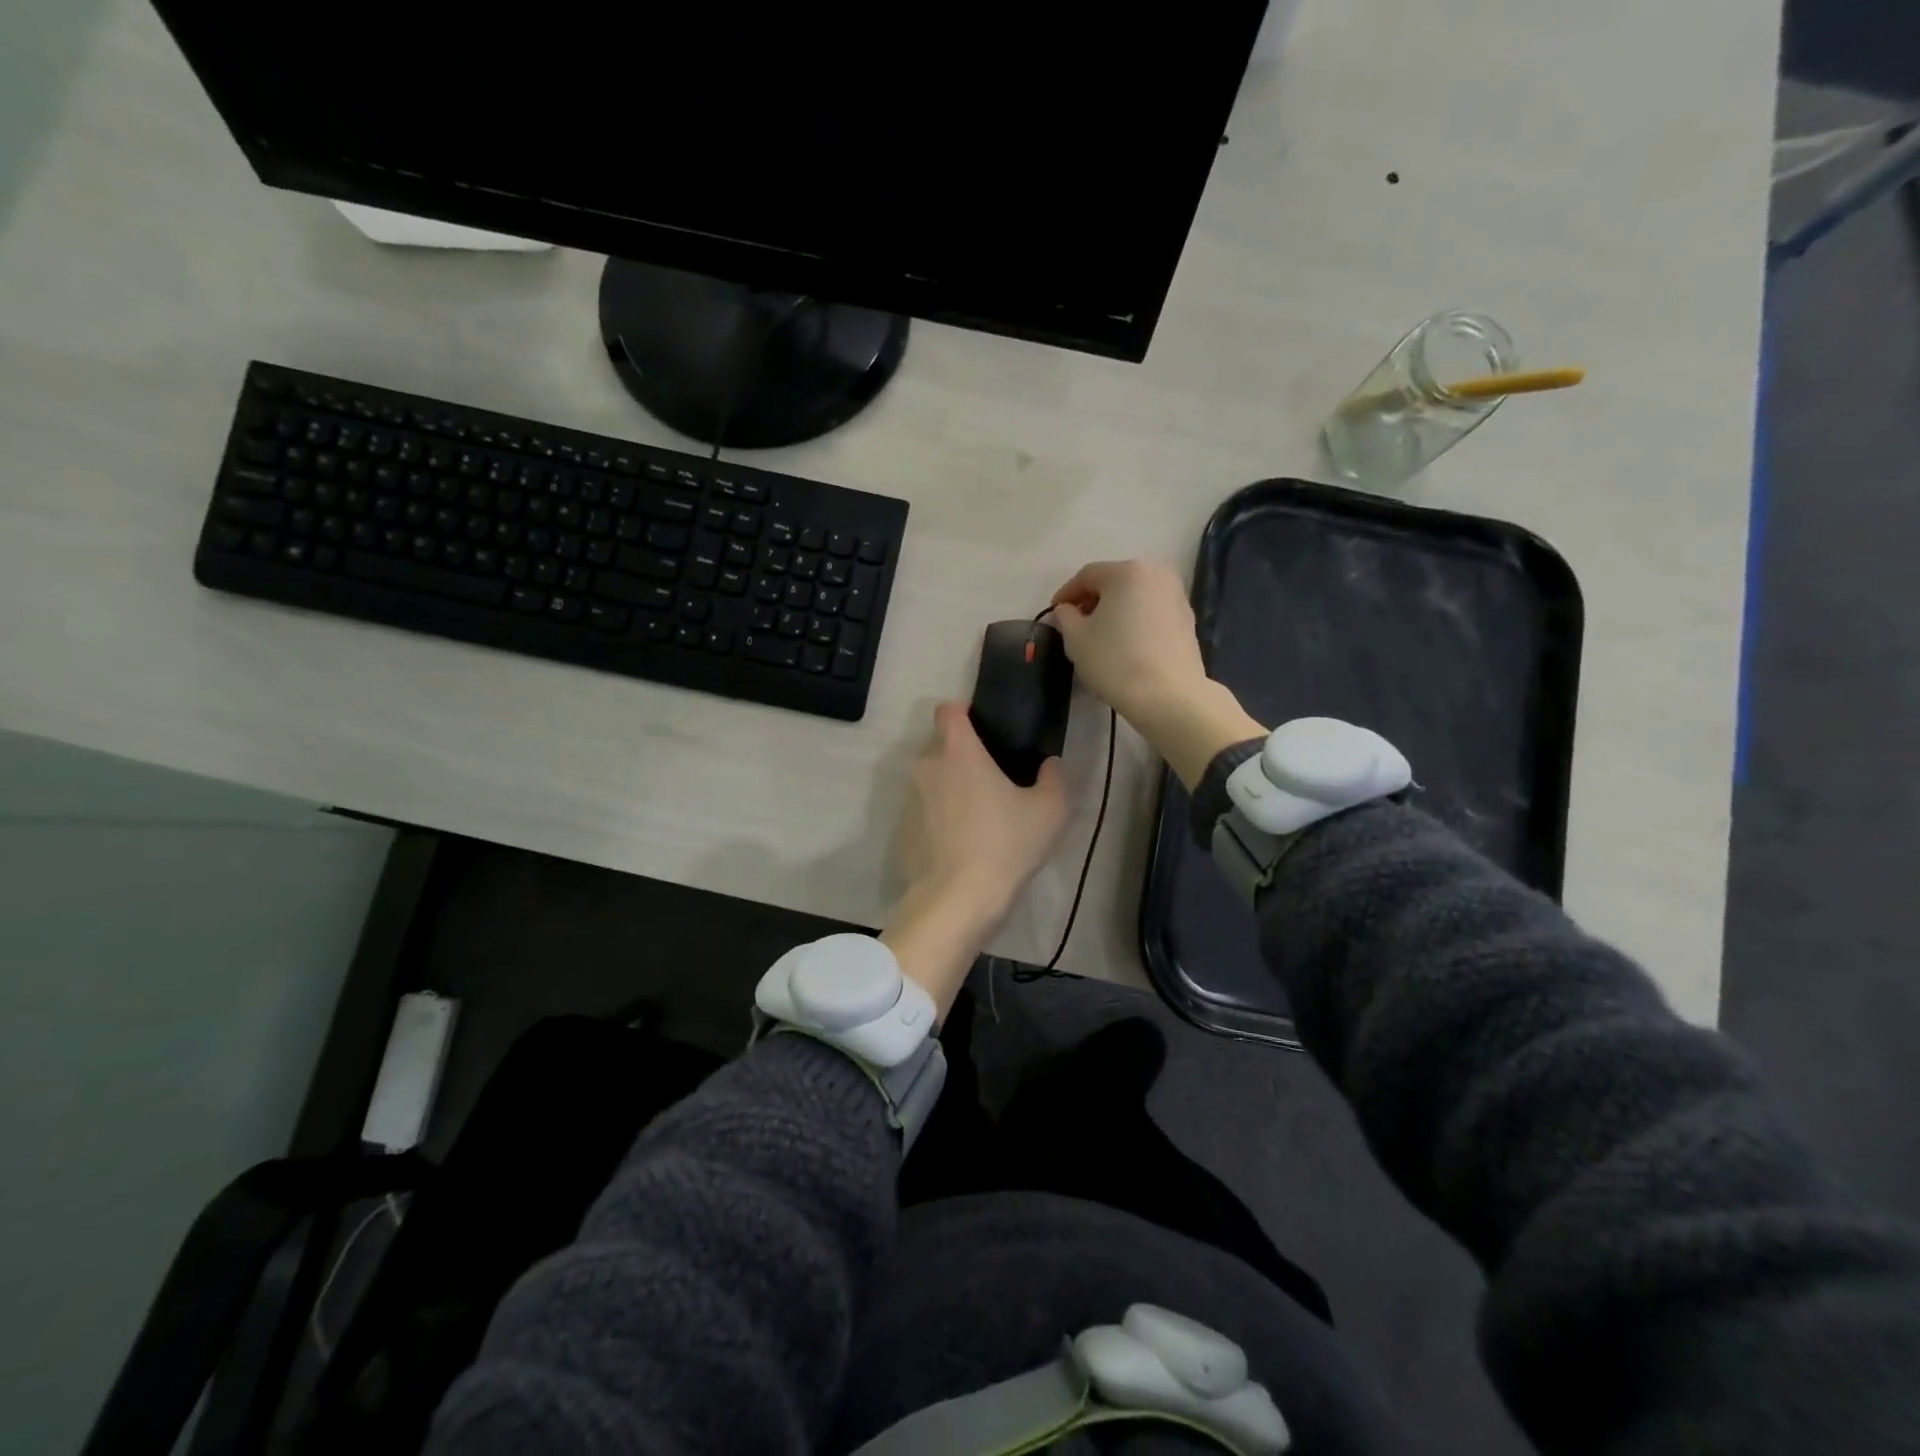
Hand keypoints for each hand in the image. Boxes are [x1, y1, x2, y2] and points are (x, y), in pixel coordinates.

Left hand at [882, 703, 1070, 1016]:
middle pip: (939, 744)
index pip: (948, 709)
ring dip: (949, 786)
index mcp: (958, 751)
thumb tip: (1050, 765)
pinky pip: (923, 810)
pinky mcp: (903, 830)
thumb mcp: (1049, 811)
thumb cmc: (1005, 844)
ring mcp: (910, 799)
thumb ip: (1054, 778)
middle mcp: (926, 767)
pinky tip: (961, 842)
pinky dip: (938, 816)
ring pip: (930, 778)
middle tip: (991, 776)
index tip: (985, 728)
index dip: (964, 712)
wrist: (956, 900)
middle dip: (961, 753)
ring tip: (978, 813)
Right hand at [1050, 560, 1265, 788]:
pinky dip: (1135, 621)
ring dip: (1115, 611)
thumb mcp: (1076, 639)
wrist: (1167, 696)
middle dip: (1092, 600)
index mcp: (1127, 572)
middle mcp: (1157, 575)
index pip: (1087, 575)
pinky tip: (1125, 644)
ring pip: (1135, 597)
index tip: (1054, 612)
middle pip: (1115, 582)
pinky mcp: (1188, 621)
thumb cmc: (1115, 661)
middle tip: (1075, 623)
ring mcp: (1177, 597)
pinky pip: (1152, 613)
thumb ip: (1065, 617)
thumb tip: (1067, 610)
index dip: (1066, 593)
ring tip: (1101, 636)